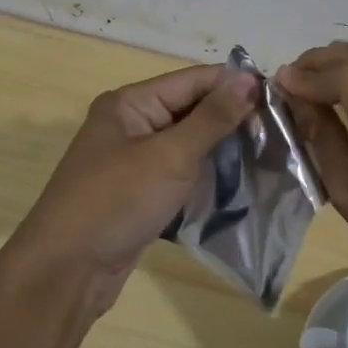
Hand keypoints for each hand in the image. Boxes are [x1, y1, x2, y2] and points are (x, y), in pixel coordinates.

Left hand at [4, 63, 258, 317]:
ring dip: (222, 148)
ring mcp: (131, 160)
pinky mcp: (137, 191)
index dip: (235, 86)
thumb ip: (212, 117)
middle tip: (280, 132)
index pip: (193, 80)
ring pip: (186, 143)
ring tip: (269, 155)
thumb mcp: (170, 156)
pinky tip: (238, 182)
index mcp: (130, 103)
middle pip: (190, 109)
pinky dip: (205, 174)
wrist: (66, 270)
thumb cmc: (117, 202)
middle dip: (232, 118)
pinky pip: (178, 172)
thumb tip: (250, 78)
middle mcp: (129, 124)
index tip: (282, 98)